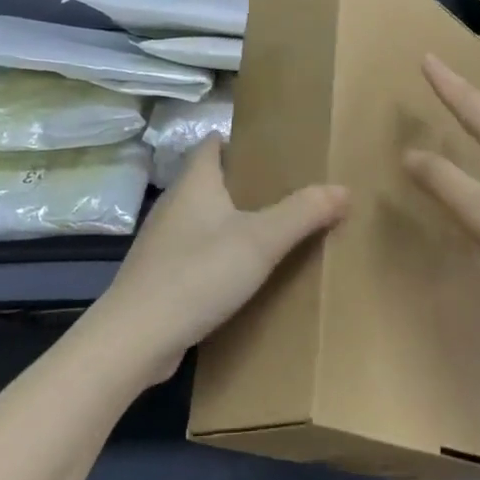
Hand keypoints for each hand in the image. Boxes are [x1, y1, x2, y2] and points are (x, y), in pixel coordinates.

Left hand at [86, 140, 348, 387]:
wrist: (135, 338)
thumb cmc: (198, 274)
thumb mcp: (261, 241)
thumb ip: (303, 212)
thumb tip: (343, 188)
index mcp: (195, 184)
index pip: (213, 145)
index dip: (239, 140)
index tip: (273, 148)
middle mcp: (174, 205)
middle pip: (210, 181)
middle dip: (244, 183)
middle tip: (286, 190)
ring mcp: (163, 243)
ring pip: (203, 220)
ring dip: (232, 222)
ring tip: (271, 231)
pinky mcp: (160, 277)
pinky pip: (196, 254)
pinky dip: (219, 255)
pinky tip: (242, 274)